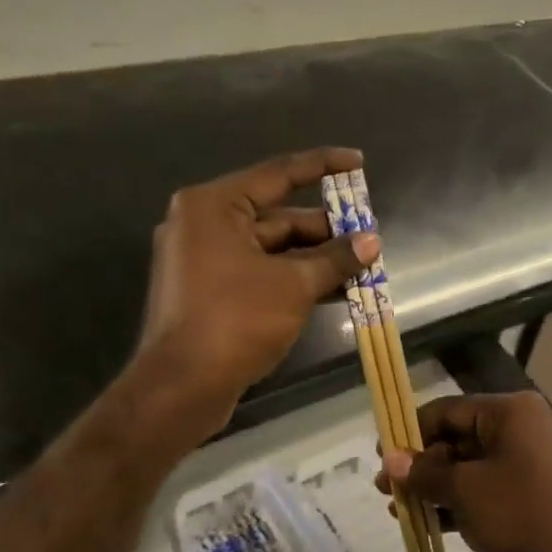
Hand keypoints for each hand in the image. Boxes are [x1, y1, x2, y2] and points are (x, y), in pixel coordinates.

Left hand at [136, 148, 378, 435]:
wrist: (180, 389)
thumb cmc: (235, 320)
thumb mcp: (294, 285)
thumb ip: (335, 258)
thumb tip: (372, 242)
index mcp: (214, 206)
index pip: (279, 173)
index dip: (323, 165)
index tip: (358, 161)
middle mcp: (205, 224)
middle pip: (278, 216)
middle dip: (326, 230)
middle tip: (369, 237)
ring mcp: (204, 259)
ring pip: (272, 248)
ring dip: (316, 258)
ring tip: (362, 267)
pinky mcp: (210, 291)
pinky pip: (260, 272)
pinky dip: (294, 278)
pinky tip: (335, 290)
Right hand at [380, 392, 551, 551]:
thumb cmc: (522, 516)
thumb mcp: (465, 491)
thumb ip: (425, 472)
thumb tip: (390, 459)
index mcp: (511, 412)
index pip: (448, 410)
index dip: (411, 431)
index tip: (381, 454)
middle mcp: (523, 427)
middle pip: (459, 437)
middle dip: (421, 464)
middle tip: (386, 488)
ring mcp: (531, 461)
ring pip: (471, 466)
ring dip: (436, 486)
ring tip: (398, 509)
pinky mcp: (534, 493)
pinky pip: (488, 488)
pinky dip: (460, 501)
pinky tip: (428, 523)